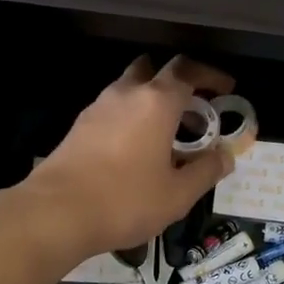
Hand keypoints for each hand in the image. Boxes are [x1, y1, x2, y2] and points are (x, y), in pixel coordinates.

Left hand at [25, 55, 236, 259]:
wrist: (56, 213)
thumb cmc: (126, 200)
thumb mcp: (178, 194)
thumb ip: (206, 171)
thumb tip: (226, 156)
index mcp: (156, 102)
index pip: (187, 70)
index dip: (211, 75)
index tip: (226, 89)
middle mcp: (125, 94)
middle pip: (154, 69)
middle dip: (178, 83)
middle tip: (196, 111)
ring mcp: (97, 108)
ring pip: (130, 89)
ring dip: (152, 101)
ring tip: (169, 134)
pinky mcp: (79, 127)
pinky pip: (113, 110)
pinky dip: (132, 118)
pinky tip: (138, 150)